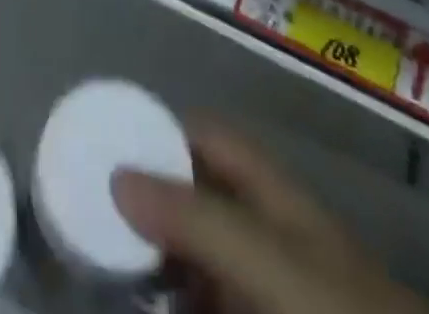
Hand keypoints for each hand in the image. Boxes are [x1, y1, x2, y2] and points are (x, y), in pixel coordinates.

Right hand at [114, 126, 426, 313]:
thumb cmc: (340, 311)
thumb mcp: (272, 263)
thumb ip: (198, 220)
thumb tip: (117, 176)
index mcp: (270, 194)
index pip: (206, 137)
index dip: (158, 132)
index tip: (103, 145)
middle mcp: (266, 233)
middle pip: (194, 197)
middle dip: (145, 201)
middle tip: (88, 212)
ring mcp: (265, 289)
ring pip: (197, 257)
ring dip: (154, 258)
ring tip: (103, 266)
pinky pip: (204, 303)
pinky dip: (177, 300)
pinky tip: (145, 305)